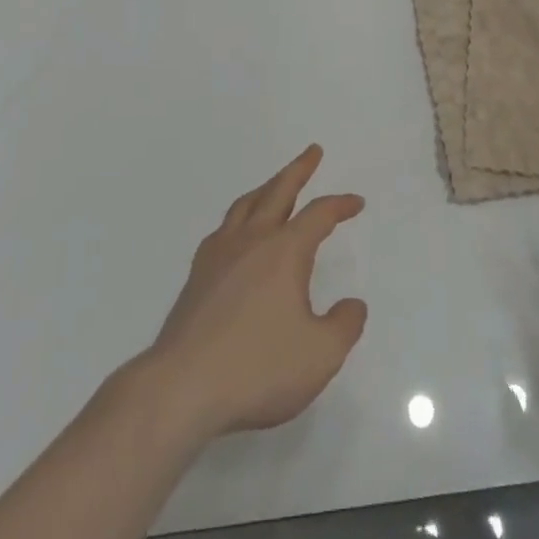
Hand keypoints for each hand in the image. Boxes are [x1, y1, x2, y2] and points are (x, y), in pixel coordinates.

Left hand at [145, 145, 367, 441]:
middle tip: (313, 151)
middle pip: (278, 191)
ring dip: (267, 188)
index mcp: (285, 251)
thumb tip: (353, 304)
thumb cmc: (258, 368)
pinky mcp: (197, 275)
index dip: (340, 205)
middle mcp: (253, 240)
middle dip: (299, 169)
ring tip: (276, 185)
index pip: (319, 214)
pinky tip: (238, 232)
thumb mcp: (320, 355)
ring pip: (246, 204)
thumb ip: (344, 326)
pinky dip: (239, 218)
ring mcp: (220, 254)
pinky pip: (223, 229)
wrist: (182, 386)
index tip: (356, 203)